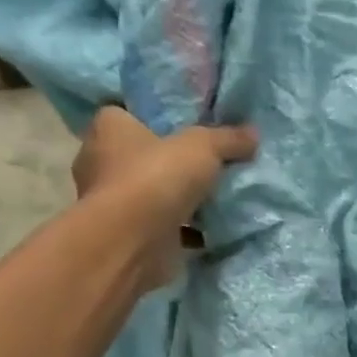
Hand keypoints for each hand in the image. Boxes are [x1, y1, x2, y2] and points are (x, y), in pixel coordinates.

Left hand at [72, 107, 256, 291]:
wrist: (133, 241)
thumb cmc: (156, 178)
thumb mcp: (202, 147)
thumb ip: (227, 139)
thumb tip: (253, 133)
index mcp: (110, 128)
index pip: (130, 115)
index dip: (158, 121)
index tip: (188, 131)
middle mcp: (104, 161)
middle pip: (145, 156)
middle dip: (173, 164)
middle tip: (210, 166)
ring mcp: (116, 202)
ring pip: (155, 194)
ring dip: (180, 200)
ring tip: (217, 199)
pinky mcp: (131, 234)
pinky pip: (165, 227)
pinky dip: (185, 230)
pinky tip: (212, 231)